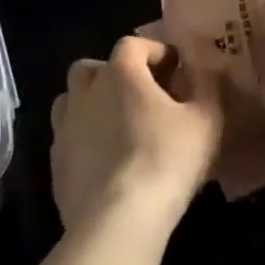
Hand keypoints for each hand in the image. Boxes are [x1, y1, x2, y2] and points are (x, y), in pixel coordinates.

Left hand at [51, 36, 222, 233]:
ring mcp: (65, 128)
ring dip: (93, 103)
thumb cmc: (166, 160)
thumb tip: (208, 68)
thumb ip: (209, 86)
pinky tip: (106, 160)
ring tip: (119, 125)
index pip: (133, 44)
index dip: (155, 51)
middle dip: (116, 74)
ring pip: (72, 100)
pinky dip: (85, 138)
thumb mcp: (206, 120)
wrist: (117, 220)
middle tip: (142, 95)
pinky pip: (68, 137)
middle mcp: (86, 92)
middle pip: (93, 68)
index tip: (176, 67)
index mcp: (120, 73)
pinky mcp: (56, 163)